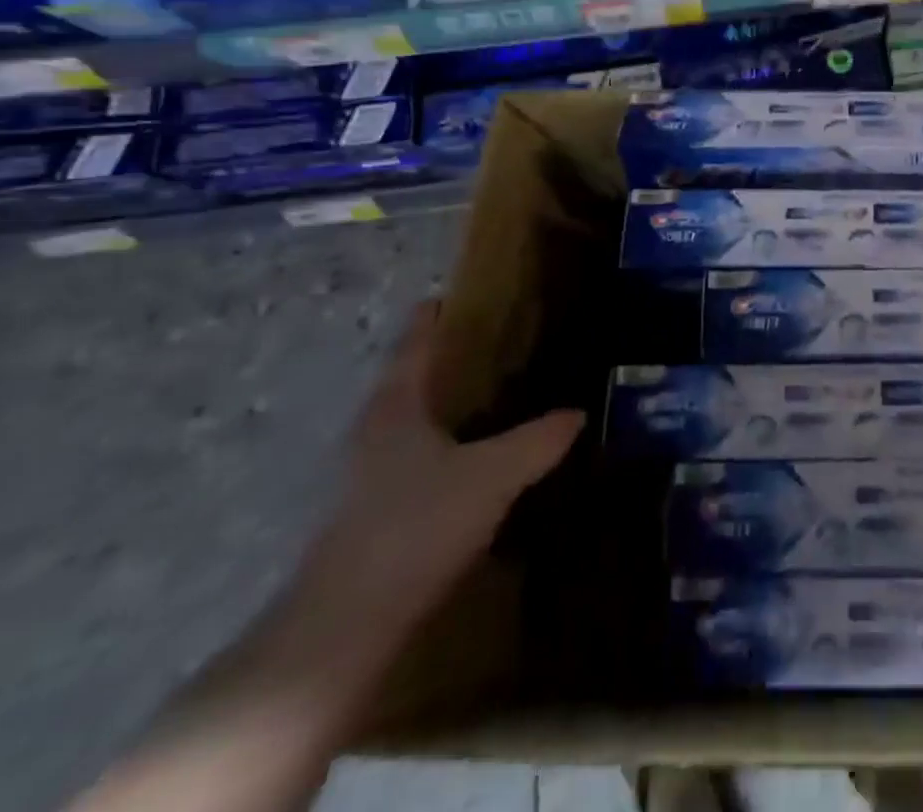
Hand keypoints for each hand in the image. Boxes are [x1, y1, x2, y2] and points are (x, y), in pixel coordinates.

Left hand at [293, 300, 583, 659]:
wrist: (345, 628)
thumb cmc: (416, 525)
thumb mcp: (492, 475)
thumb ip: (538, 440)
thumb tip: (577, 413)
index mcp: (395, 406)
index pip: (414, 345)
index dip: (432, 318)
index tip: (451, 295)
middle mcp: (375, 432)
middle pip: (412, 381)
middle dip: (450, 361)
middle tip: (498, 344)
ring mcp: (369, 477)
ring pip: (416, 423)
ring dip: (450, 407)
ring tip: (498, 397)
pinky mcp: (376, 515)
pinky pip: (420, 460)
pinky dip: (449, 447)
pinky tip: (481, 461)